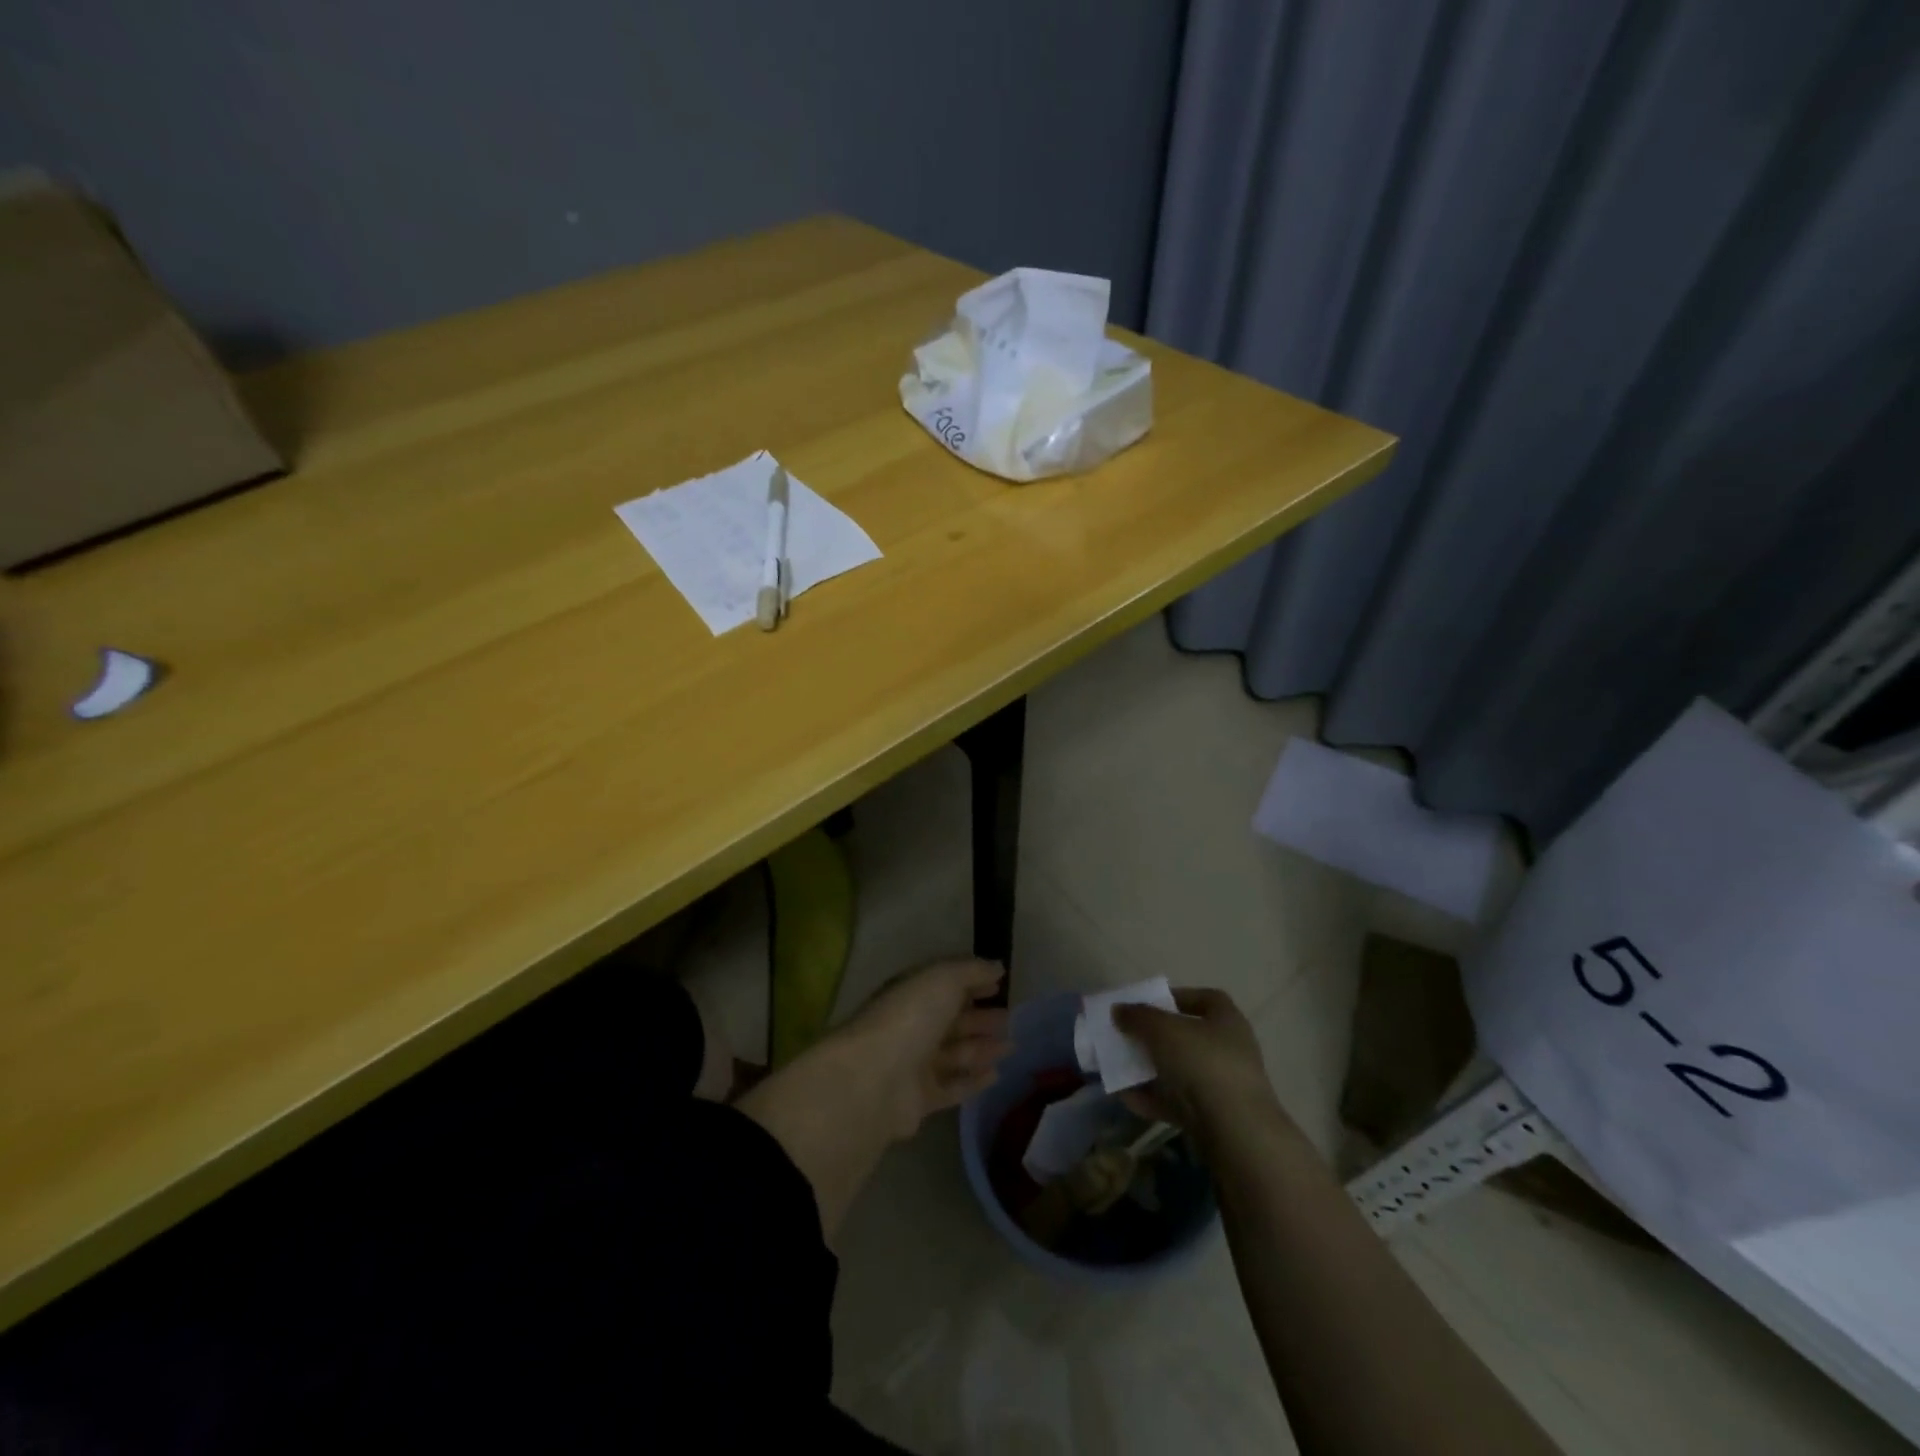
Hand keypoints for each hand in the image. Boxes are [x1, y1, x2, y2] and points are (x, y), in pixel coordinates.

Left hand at [842, 959, 1011, 1138]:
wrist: (874, 1080)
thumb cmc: (910, 1018)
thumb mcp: (943, 979)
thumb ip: (972, 971)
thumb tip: (997, 967)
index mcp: (912, 994)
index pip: (944, 985)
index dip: (972, 982)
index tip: (1000, 984)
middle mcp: (911, 1026)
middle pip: (951, 1020)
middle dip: (980, 1018)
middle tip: (1010, 1018)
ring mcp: (914, 1064)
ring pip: (954, 1054)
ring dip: (981, 1048)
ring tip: (1011, 1046)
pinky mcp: (920, 1099)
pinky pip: (952, 1087)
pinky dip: (973, 1081)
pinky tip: (996, 1075)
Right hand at [1114, 987, 1278, 1135]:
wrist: (1235, 1132)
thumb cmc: (1202, 1063)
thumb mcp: (1162, 1030)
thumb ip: (1138, 1017)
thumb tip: (1119, 1010)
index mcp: (1227, 1020)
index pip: (1205, 999)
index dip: (1177, 998)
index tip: (1149, 1004)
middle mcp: (1229, 1050)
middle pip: (1188, 1037)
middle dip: (1156, 1037)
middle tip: (1129, 1037)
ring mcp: (1223, 1087)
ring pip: (1181, 1072)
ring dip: (1150, 1071)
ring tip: (1120, 1069)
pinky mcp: (1214, 1118)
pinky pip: (1178, 1103)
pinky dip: (1153, 1100)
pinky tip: (1127, 1099)